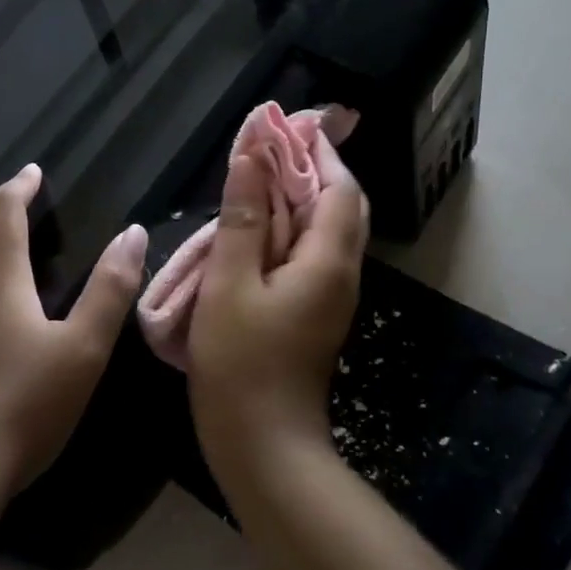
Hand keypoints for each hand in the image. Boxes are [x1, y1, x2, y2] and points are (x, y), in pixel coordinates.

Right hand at [188, 131, 368, 483]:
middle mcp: (340, 274)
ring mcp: (329, 297)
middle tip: (273, 145)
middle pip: (340, 206)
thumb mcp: (230, 285)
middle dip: (313, 170)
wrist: (265, 445)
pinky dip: (289, 229)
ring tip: (259, 176)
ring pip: (325, 232)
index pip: (339, 188)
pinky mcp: (313, 314)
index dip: (318, 152)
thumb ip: (240, 219)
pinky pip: (309, 256)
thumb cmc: (242, 364)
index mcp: (327, 261)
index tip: (289, 124)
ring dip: (299, 199)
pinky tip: (255, 228)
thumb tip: (249, 159)